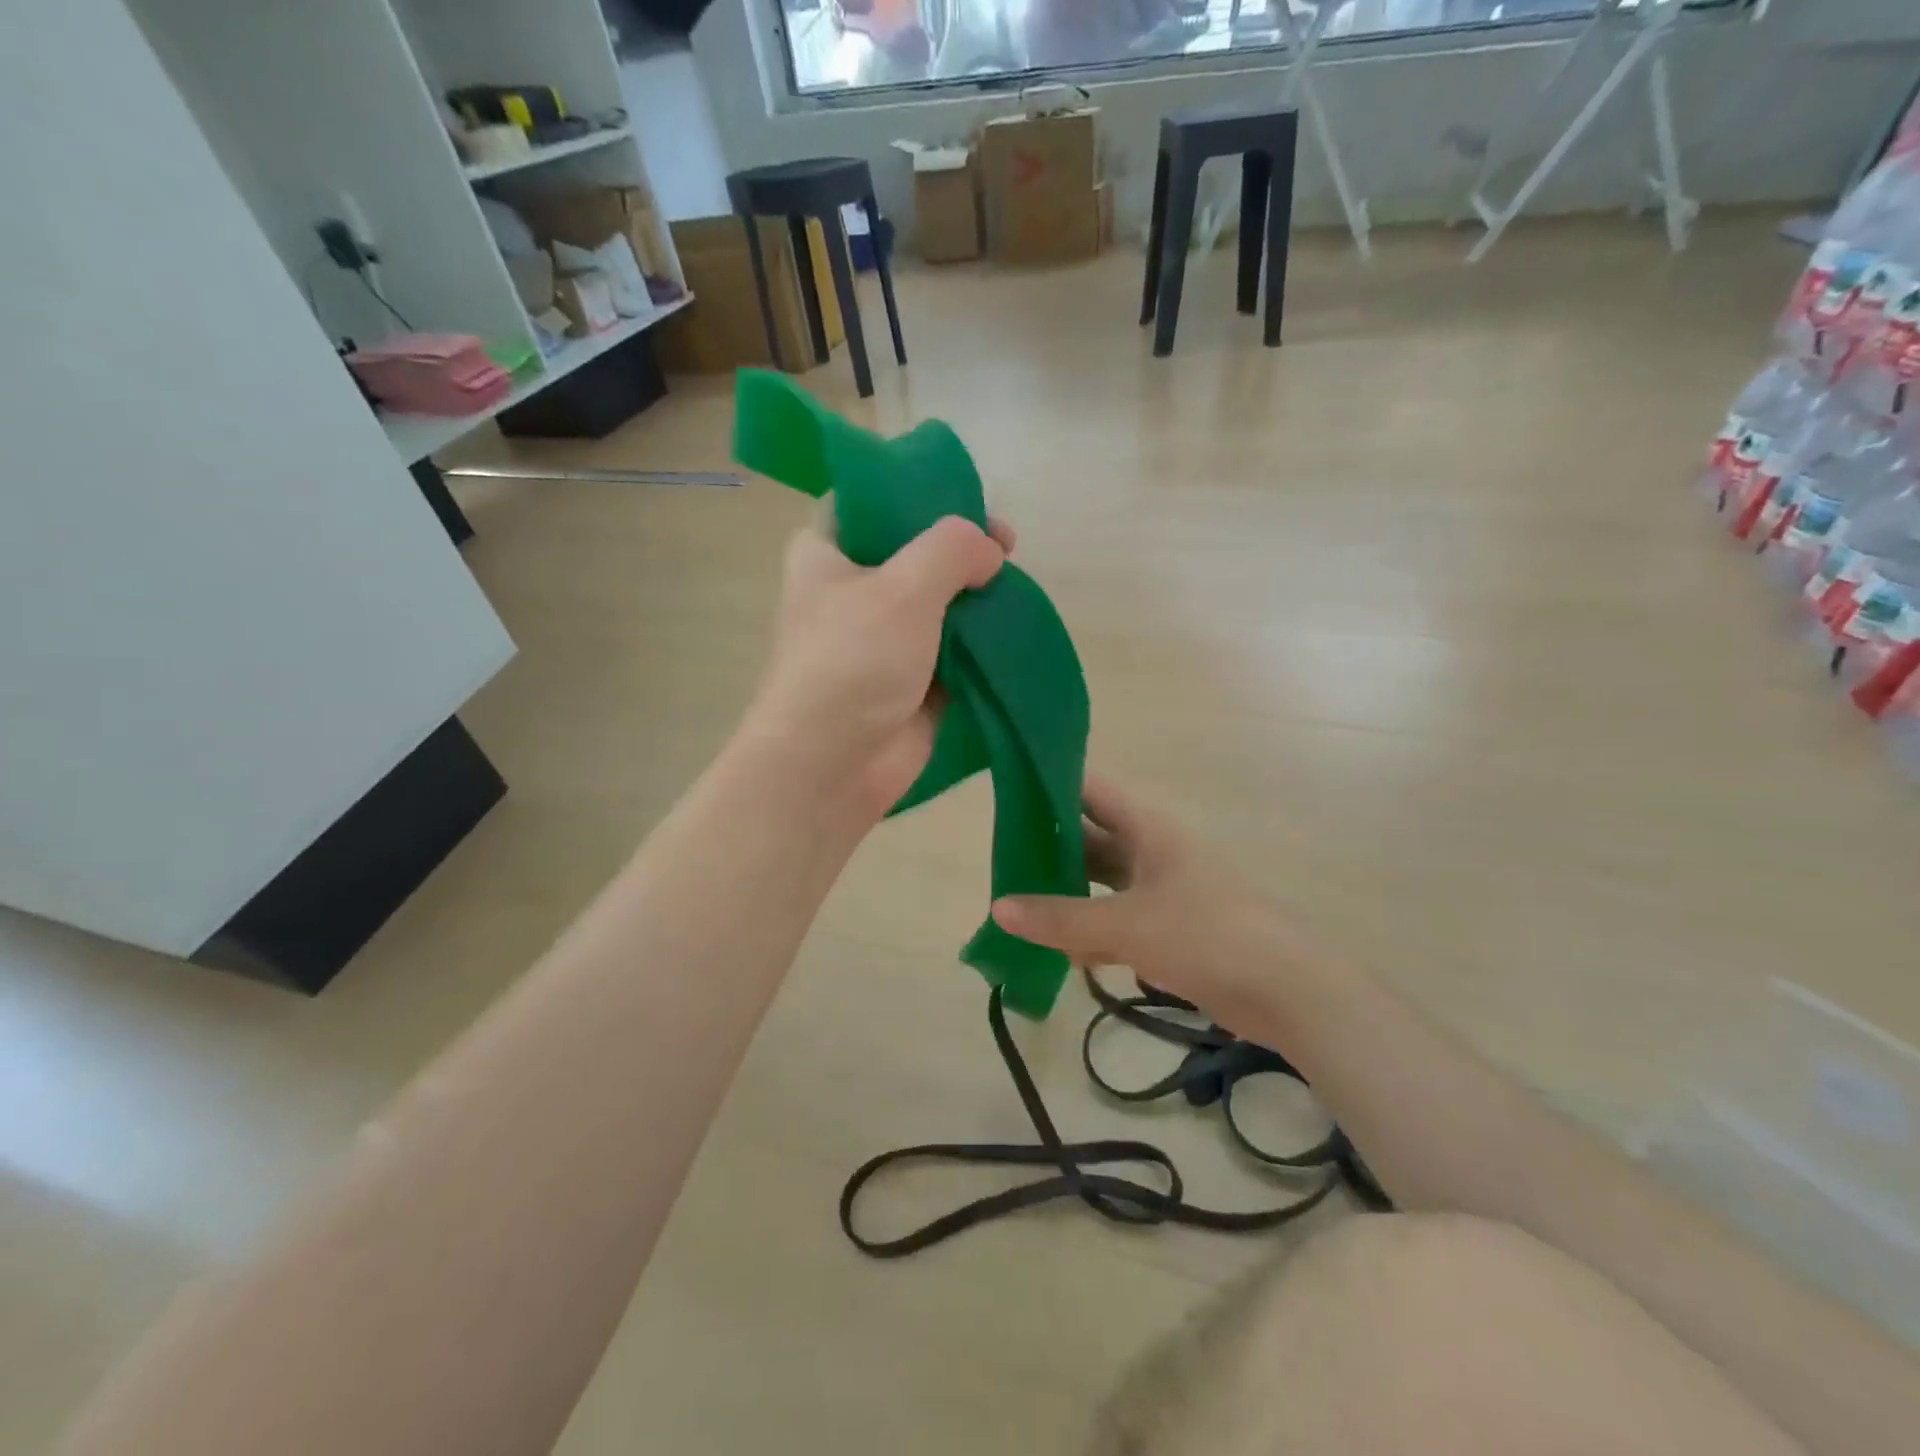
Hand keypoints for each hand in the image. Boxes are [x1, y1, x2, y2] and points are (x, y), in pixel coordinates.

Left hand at [743, 512, 1014, 826]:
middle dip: (961, 547)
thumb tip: (989, 551)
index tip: (968, 499)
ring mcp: (883, 637)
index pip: (870, 500)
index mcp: (827, 552)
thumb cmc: (853, 661)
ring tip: (1014, 588)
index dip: (919, 491)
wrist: (832, 765)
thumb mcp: (903, 586)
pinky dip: (979, 639)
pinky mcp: (911, 678)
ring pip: (938, 600)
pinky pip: (952, 647)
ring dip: (975, 595)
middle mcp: (852, 589)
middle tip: (1007, 547)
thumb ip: (952, 549)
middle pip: (913, 550)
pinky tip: (1011, 628)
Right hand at [990, 775, 1301, 1027]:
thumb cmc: (1207, 934)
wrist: (1287, 991)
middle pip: (1090, 838)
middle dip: (1048, 847)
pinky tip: (1062, 952)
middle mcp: (1151, 852)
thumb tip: (998, 908)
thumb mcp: (1127, 924)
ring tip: (1019, 906)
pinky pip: (1117, 920)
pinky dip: (1091, 932)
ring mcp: (1161, 891)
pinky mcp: (1169, 929)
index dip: (1050, 784)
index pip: (1090, 790)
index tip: (1006, 790)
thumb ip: (1061, 918)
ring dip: (1066, 894)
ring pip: (1101, 883)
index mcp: (1147, 829)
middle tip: (999, 858)